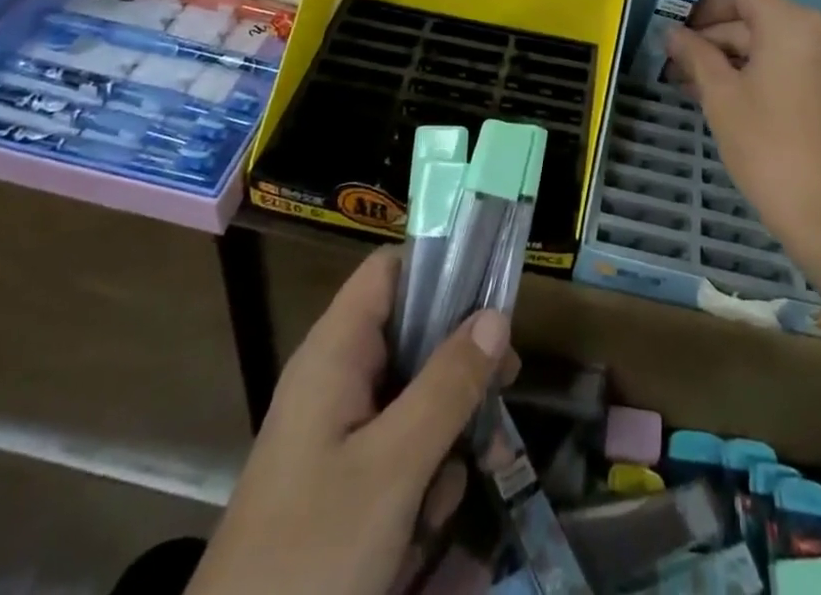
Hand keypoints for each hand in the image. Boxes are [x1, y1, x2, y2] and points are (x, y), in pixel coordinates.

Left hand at [189, 247, 511, 594]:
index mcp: (335, 352)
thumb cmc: (312, 554)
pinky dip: (424, 471)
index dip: (440, 267)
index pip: (390, 271)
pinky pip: (398, 446)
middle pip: (412, 333)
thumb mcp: (393, 467)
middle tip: (507, 385)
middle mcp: (336, 377)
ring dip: (449, 429)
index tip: (493, 293)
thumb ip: (448, 385)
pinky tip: (432, 523)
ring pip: (413, 395)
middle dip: (461, 363)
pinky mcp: (342, 479)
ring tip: (471, 476)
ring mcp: (337, 430)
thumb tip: (497, 314)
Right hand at [666, 0, 820, 255]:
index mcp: (793, 23)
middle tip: (675, 62)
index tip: (677, 31)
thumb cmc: (768, 146)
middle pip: (757, 18)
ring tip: (690, 83)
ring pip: (770, 44)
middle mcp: (819, 32)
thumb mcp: (721, 96)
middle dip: (714, 37)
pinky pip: (787, 64)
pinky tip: (723, 96)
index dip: (707, 7)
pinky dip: (755, 72)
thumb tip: (672, 33)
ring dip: (731, 57)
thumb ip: (695, 55)